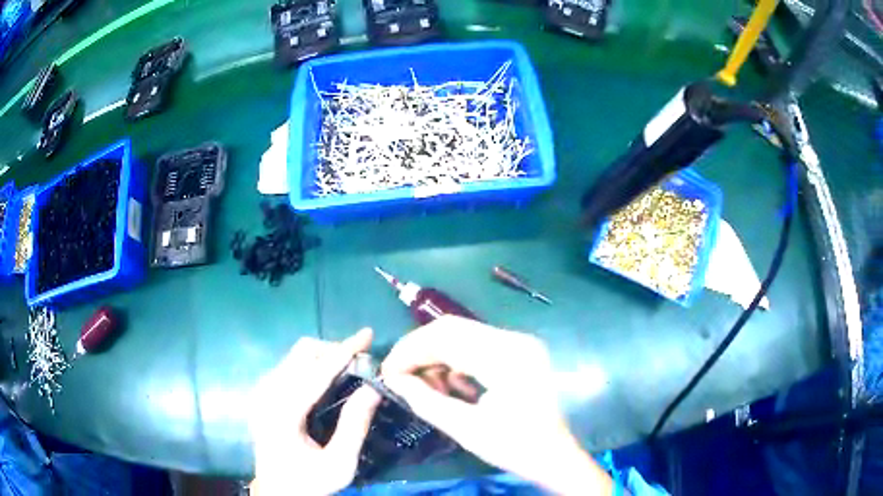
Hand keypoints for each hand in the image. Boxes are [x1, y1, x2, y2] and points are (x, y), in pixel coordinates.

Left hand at [249, 329, 381, 495]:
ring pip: (294, 355)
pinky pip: (289, 365)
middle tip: (360, 363)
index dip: (344, 351)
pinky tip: (325, 381)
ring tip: (347, 371)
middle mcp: (267, 395)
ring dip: (323, 356)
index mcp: (284, 414)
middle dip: (334, 350)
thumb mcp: (340, 464)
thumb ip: (355, 426)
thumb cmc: (309, 481)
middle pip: (302, 353)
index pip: (316, 372)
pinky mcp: (262, 394)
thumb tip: (373, 388)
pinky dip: (311, 364)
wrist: (276, 490)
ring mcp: (261, 392)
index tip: (367, 334)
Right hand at [382, 316, 612, 494]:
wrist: (555, 456)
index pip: (445, 338)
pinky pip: (475, 345)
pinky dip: (455, 361)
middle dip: (419, 351)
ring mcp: (519, 343)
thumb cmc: (515, 447)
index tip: (388, 373)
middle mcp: (515, 340)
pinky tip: (451, 386)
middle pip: (452, 329)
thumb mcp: (465, 429)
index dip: (409, 351)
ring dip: (436, 356)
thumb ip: (425, 401)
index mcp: (507, 358)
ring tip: (426, 387)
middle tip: (399, 376)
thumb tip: (394, 380)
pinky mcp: (518, 351)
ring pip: (461, 335)